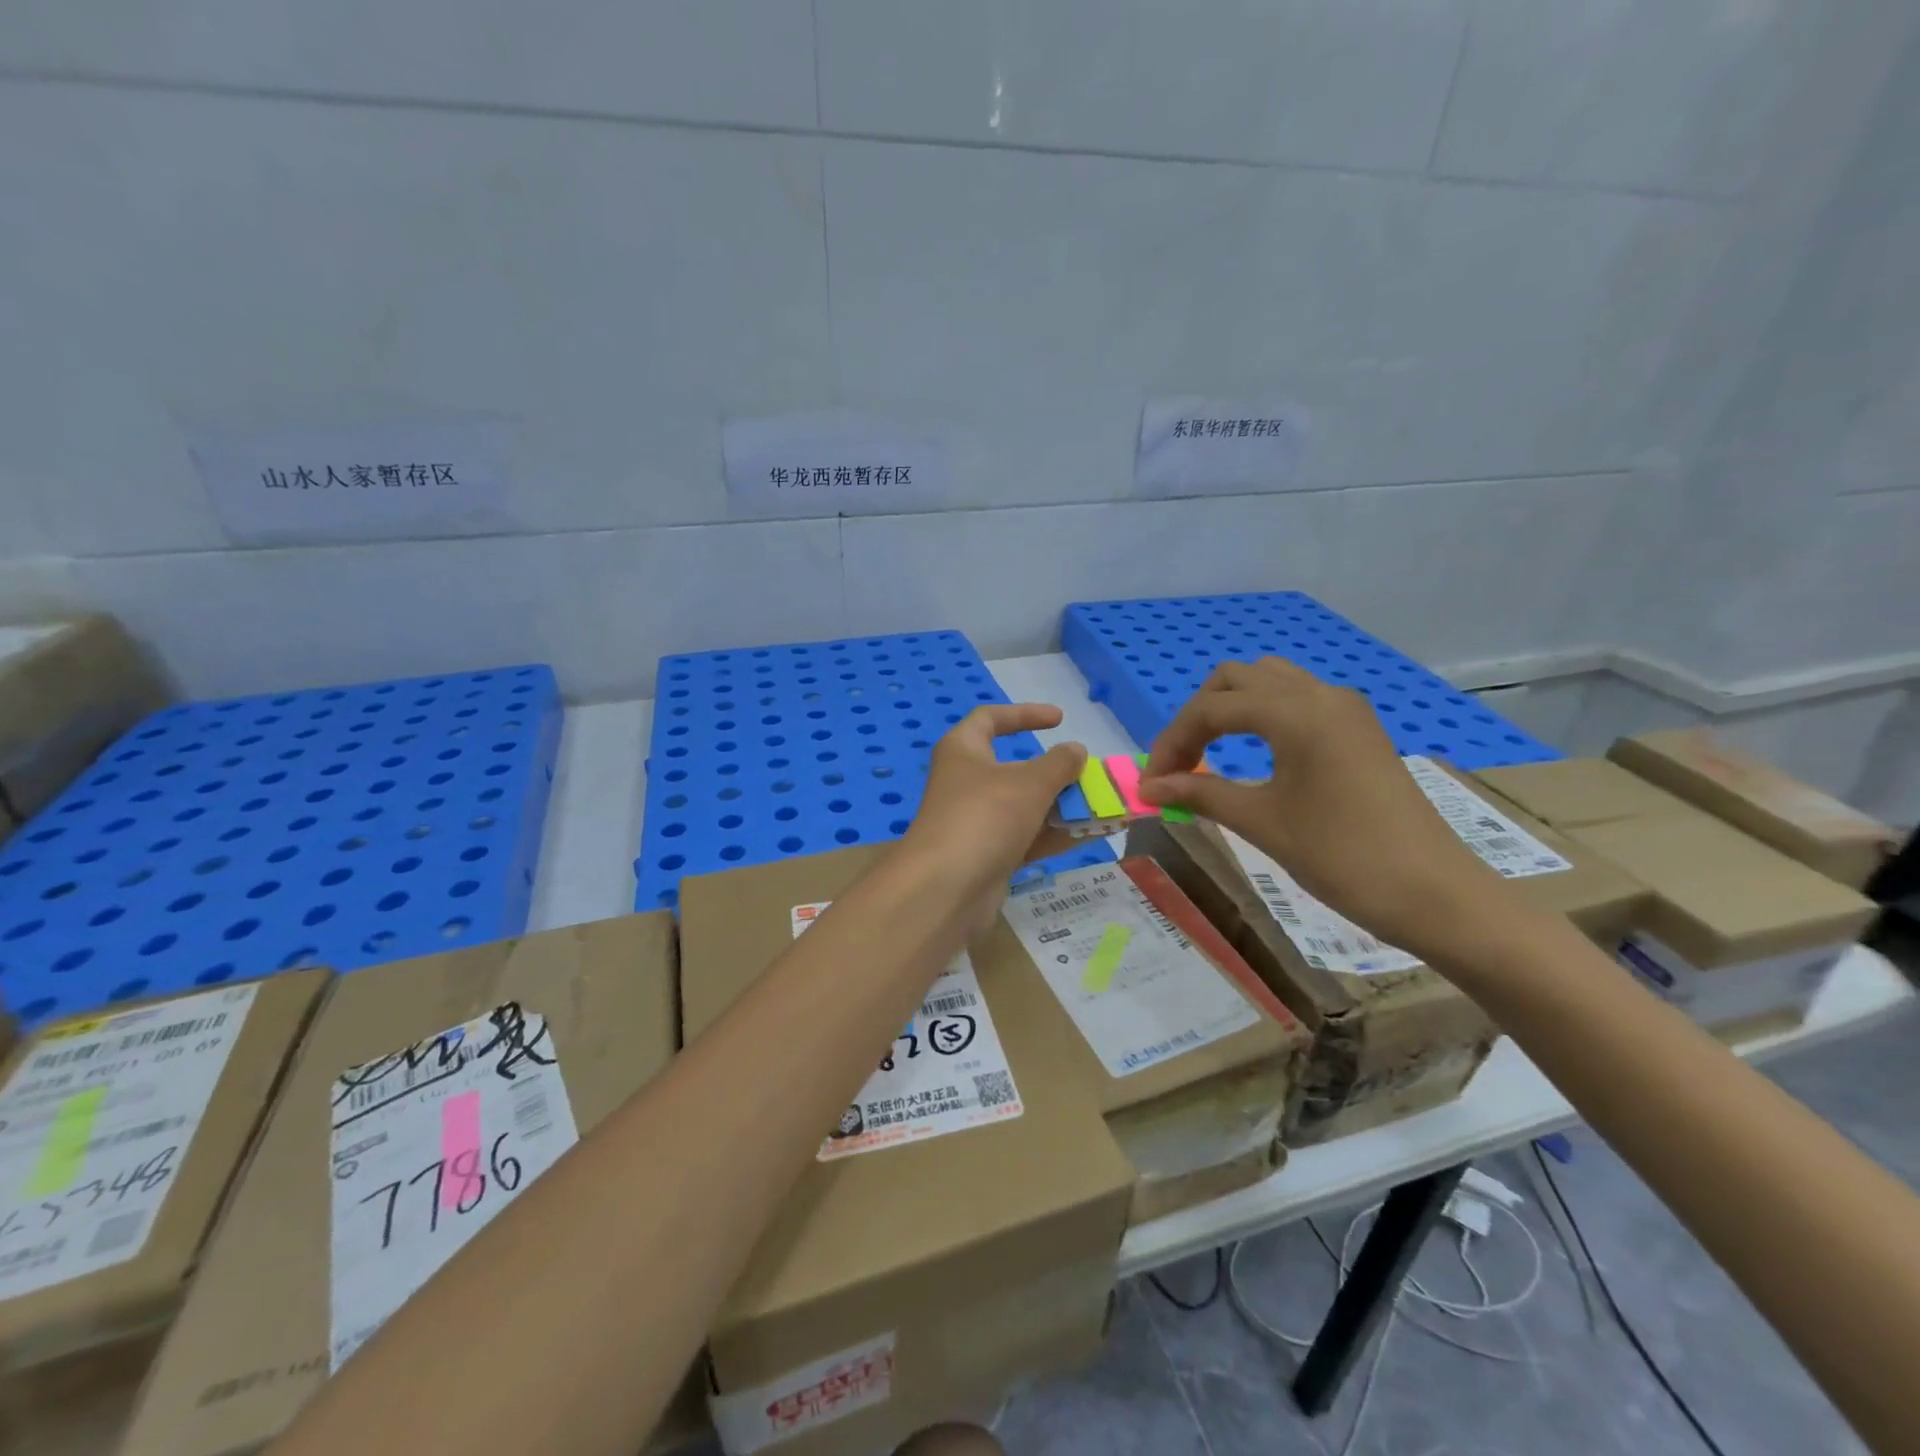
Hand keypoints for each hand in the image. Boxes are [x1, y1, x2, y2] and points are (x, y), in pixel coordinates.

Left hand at [902, 704, 1086, 931]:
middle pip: (1015, 768)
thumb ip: (1059, 764)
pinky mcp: (985, 855)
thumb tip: (1075, 750)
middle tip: (1090, 776)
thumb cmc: (984, 817)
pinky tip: (1089, 835)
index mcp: (963, 750)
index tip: (1060, 719)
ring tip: (1103, 808)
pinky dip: (1053, 835)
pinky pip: (1025, 837)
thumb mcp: (1029, 783)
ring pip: (1024, 806)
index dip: (1025, 713)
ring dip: (1061, 807)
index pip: (990, 718)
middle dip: (1056, 773)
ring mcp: (975, 821)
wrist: (946, 890)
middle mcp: (966, 782)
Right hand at [1138, 659, 1512, 963]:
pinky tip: (1253, 755)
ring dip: (1229, 709)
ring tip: (1209, 756)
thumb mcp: (1263, 823)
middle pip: (1236, 679)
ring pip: (1268, 682)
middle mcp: (1320, 694)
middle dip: (1197, 717)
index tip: (1152, 783)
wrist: (1436, 894)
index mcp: (1296, 712)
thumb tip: (1148, 787)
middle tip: (1179, 766)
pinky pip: (1296, 701)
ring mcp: (1345, 708)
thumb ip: (1201, 793)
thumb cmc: (1343, 857)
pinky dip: (1261, 717)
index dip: (1172, 742)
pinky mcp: (1358, 729)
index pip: (1211, 709)